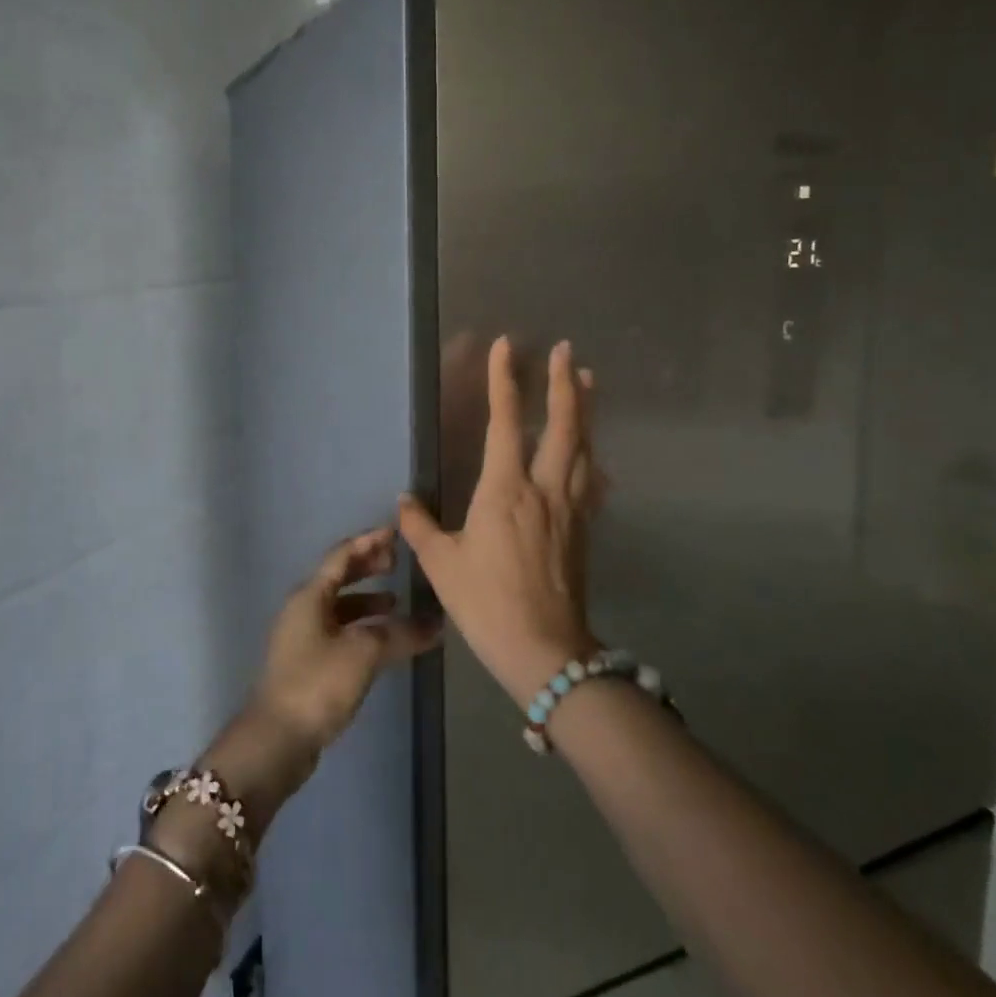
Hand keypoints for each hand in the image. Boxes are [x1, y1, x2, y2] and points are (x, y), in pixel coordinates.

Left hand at [251, 527, 442, 756]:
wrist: (276, 740)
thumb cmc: (317, 684)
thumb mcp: (363, 653)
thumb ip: (400, 634)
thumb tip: (436, 623)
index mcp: (310, 596)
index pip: (342, 555)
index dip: (369, 542)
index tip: (396, 533)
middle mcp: (303, 609)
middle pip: (338, 577)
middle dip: (368, 567)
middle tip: (398, 562)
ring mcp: (302, 638)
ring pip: (339, 607)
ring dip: (367, 600)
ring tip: (396, 604)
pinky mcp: (307, 664)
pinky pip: (339, 631)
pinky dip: (361, 627)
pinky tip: (381, 641)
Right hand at [398, 338, 601, 707]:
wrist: (545, 650)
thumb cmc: (486, 604)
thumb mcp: (443, 566)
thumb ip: (420, 527)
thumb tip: (403, 500)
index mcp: (505, 490)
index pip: (504, 422)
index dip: (504, 381)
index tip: (507, 346)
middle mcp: (543, 488)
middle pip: (562, 425)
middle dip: (564, 383)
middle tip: (567, 350)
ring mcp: (569, 507)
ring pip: (583, 447)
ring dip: (584, 410)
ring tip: (587, 381)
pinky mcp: (583, 528)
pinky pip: (591, 480)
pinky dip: (591, 456)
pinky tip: (592, 453)